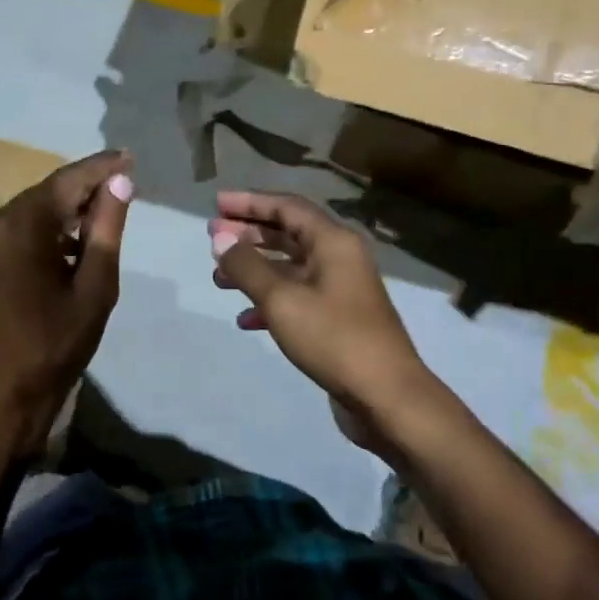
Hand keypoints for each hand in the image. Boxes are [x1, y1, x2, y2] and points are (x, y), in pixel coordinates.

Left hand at [0, 150, 133, 457]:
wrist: (2, 395)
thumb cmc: (55, 345)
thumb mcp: (94, 287)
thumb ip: (106, 229)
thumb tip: (120, 182)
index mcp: (20, 227)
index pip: (66, 182)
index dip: (100, 168)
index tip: (129, 156)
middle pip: (46, 193)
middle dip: (84, 189)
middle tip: (123, 185)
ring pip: (31, 211)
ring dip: (65, 211)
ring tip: (104, 215)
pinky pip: (16, 230)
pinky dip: (45, 230)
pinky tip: (70, 243)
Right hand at [211, 192, 434, 453]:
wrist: (386, 397)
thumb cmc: (333, 338)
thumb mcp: (281, 299)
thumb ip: (247, 265)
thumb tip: (220, 237)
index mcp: (333, 242)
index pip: (287, 206)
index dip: (249, 202)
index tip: (216, 204)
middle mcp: (339, 258)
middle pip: (288, 233)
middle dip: (249, 234)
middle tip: (212, 238)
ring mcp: (340, 289)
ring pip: (290, 267)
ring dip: (254, 269)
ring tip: (218, 278)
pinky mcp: (337, 319)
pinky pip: (297, 297)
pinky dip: (269, 301)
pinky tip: (244, 319)